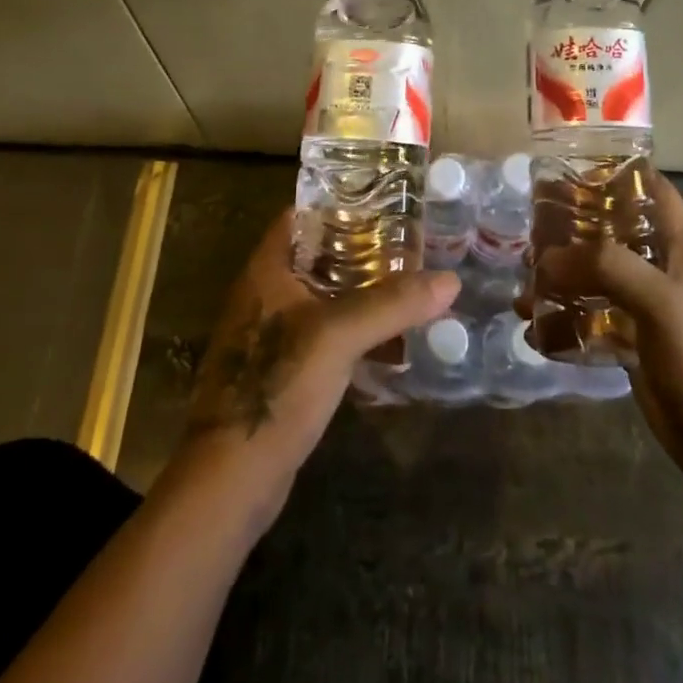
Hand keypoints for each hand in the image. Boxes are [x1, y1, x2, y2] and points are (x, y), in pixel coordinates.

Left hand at [184, 209, 457, 506]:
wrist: (232, 478)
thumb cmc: (277, 385)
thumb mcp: (339, 336)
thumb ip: (393, 304)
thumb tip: (451, 279)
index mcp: (267, 270)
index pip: (300, 217)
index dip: (338, 205)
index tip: (384, 203)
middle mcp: (266, 295)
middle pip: (318, 257)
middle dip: (362, 251)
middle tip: (411, 245)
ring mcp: (273, 336)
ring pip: (324, 299)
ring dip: (362, 294)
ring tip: (411, 286)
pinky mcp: (284, 372)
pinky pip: (326, 337)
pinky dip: (356, 332)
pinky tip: (392, 340)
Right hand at [522, 173, 682, 496]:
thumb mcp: (662, 302)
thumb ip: (608, 267)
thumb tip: (548, 259)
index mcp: (680, 245)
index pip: (650, 187)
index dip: (615, 171)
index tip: (568, 168)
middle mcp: (661, 265)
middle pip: (612, 227)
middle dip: (572, 224)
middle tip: (531, 226)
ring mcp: (645, 304)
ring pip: (596, 271)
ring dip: (561, 271)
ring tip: (524, 277)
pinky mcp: (631, 338)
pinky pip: (590, 312)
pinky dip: (562, 310)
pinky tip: (532, 319)